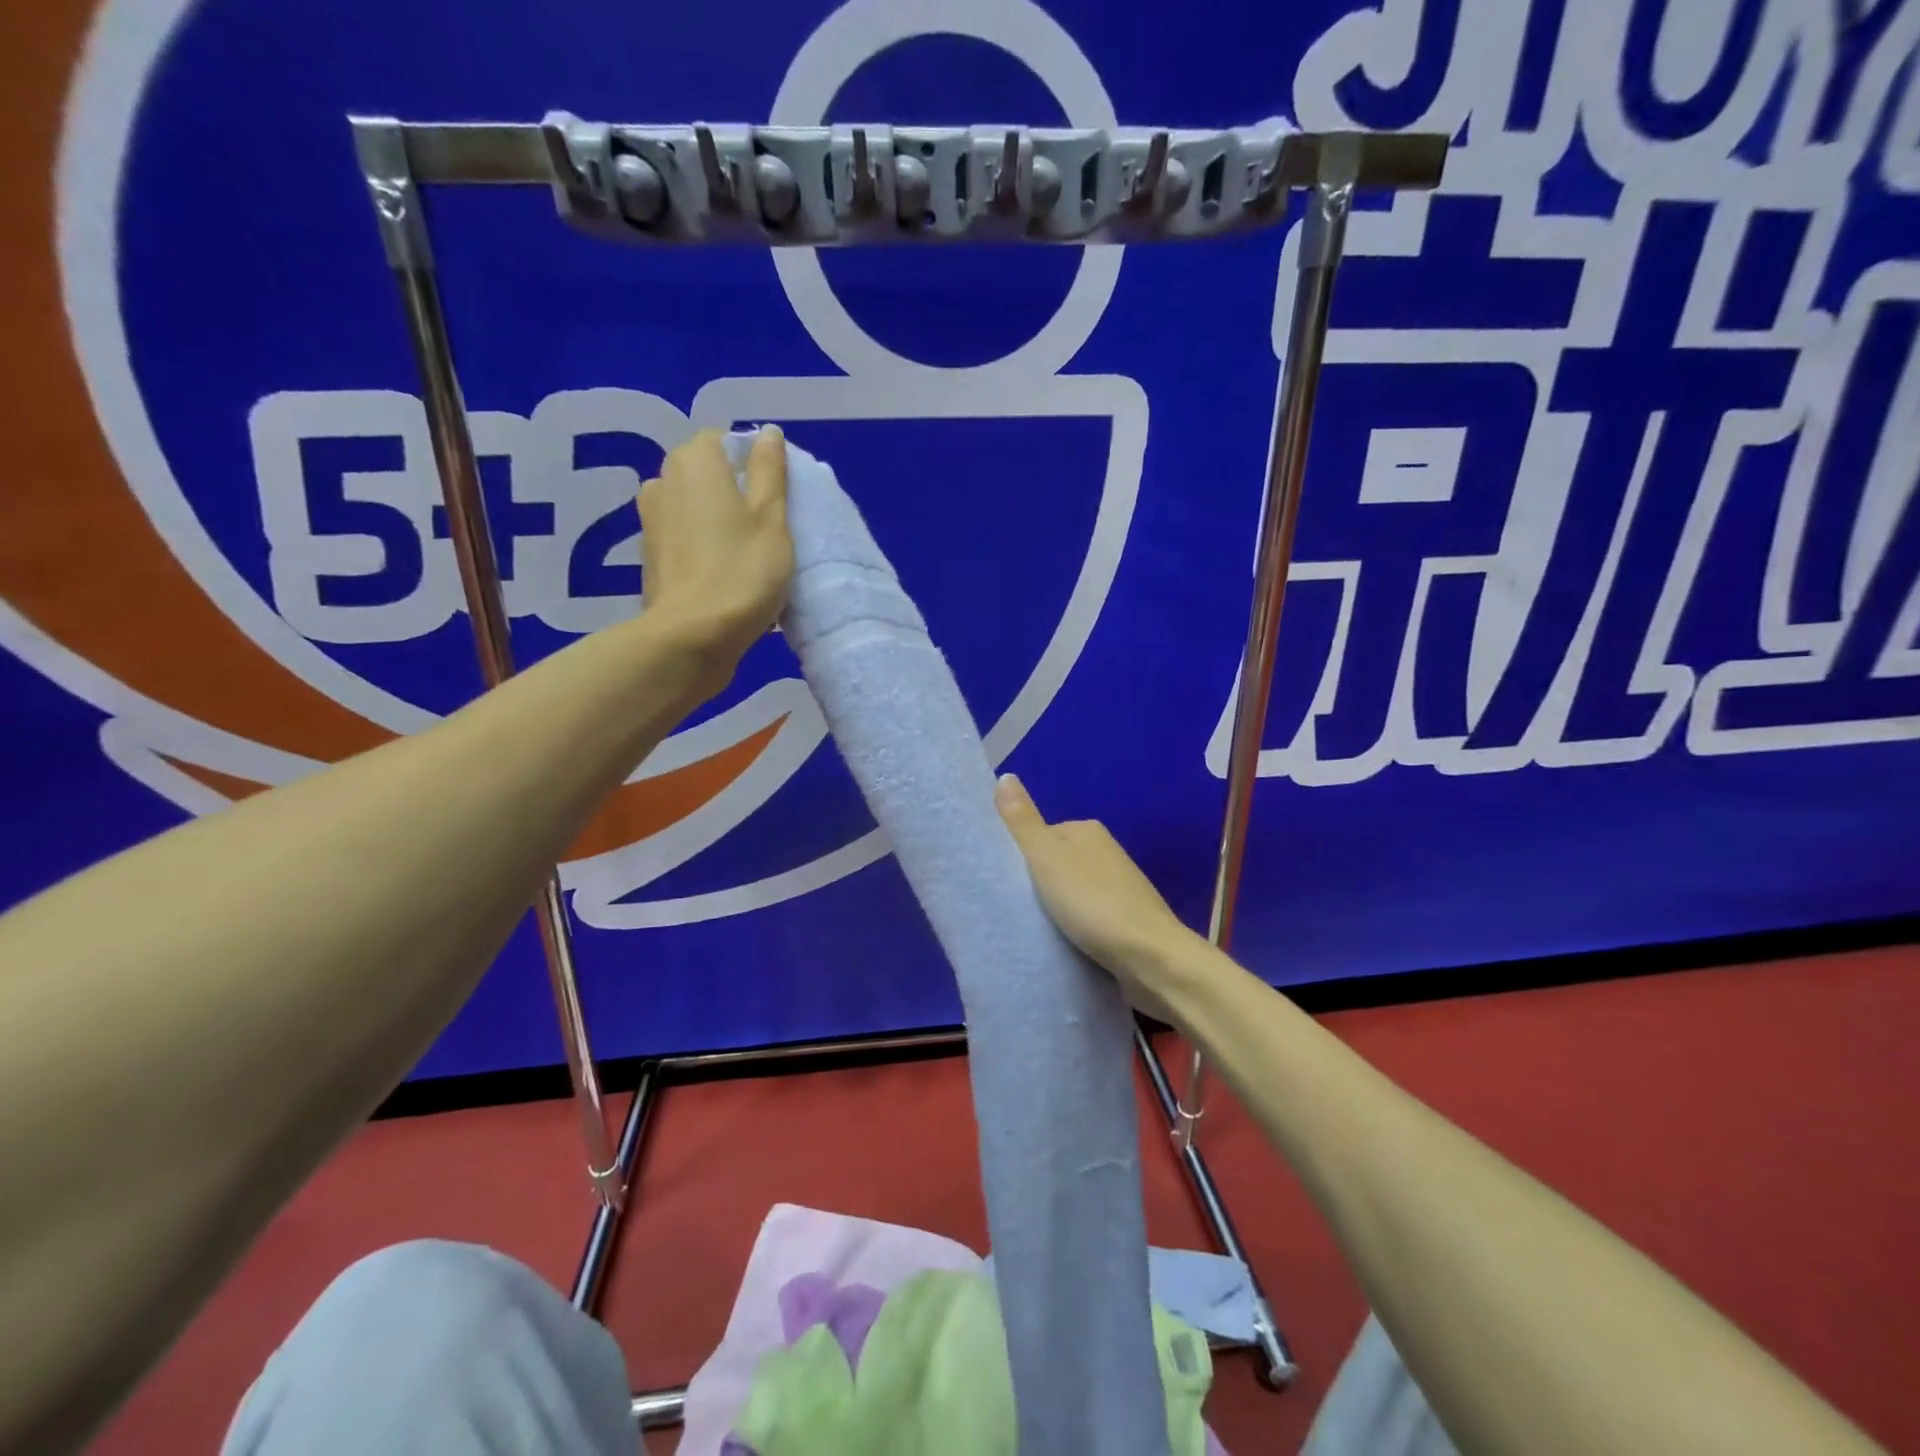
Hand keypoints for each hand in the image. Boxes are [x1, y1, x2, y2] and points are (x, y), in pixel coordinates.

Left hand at [638, 426, 792, 673]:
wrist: (691, 637)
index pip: (725, 441)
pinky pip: (683, 536)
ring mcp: (650, 520)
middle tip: (768, 525)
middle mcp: (663, 480)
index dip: (754, 463)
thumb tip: (768, 433)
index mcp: (694, 462)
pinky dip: (702, 545)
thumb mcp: (772, 519)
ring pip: (693, 506)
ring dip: (717, 519)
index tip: (778, 496)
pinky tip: (724, 572)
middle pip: (707, 473)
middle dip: (735, 490)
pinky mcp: (650, 556)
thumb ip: (770, 472)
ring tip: (746, 552)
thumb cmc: (742, 572)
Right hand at [994, 773, 1197, 1021]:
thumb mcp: (1046, 858)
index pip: (1041, 835)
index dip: (1021, 858)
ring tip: (1038, 930)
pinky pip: (1089, 917)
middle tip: (1018, 909)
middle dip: (1039, 885)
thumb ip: (1023, 821)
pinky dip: (1076, 927)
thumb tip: (1005, 776)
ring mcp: (1120, 886)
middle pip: (1056, 864)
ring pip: (1073, 892)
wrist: (1150, 958)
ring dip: (1058, 909)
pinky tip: (1066, 943)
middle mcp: (1107, 851)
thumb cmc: (1092, 903)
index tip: (1006, 884)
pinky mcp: (1127, 919)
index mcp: (1088, 830)